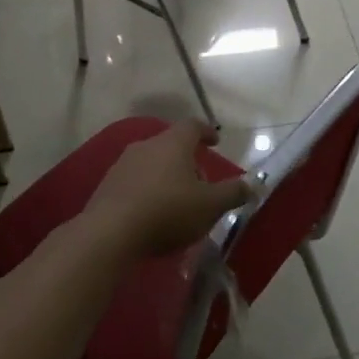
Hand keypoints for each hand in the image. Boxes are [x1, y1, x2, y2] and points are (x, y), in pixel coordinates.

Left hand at [81, 121, 249, 256]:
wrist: (109, 233)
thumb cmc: (168, 211)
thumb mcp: (210, 206)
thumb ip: (233, 193)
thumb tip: (253, 184)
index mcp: (173, 143)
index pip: (193, 126)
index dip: (206, 132)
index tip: (215, 141)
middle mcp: (146, 146)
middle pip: (171, 145)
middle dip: (187, 160)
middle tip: (200, 182)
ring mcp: (122, 164)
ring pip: (151, 163)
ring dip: (165, 177)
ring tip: (176, 201)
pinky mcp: (106, 186)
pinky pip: (134, 182)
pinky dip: (147, 191)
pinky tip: (152, 214)